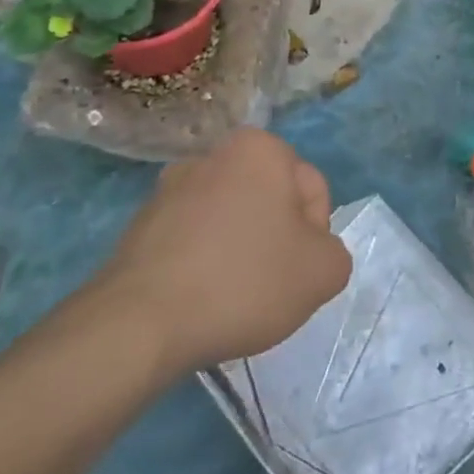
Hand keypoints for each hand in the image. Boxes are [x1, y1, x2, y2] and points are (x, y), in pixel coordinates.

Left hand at [84, 129, 352, 378]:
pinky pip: (193, 241)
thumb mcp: (323, 272)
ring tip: (231, 297)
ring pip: (231, 220)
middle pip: (270, 200)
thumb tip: (310, 253)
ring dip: (239, 251)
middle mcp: (212, 155)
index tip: (297, 269)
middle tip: (271, 285)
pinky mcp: (139, 226)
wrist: (138, 325)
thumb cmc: (243, 281)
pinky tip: (200, 301)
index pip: (311, 188)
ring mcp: (169, 190)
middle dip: (276, 239)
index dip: (315, 234)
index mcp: (259, 148)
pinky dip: (203, 265)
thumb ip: (335, 252)